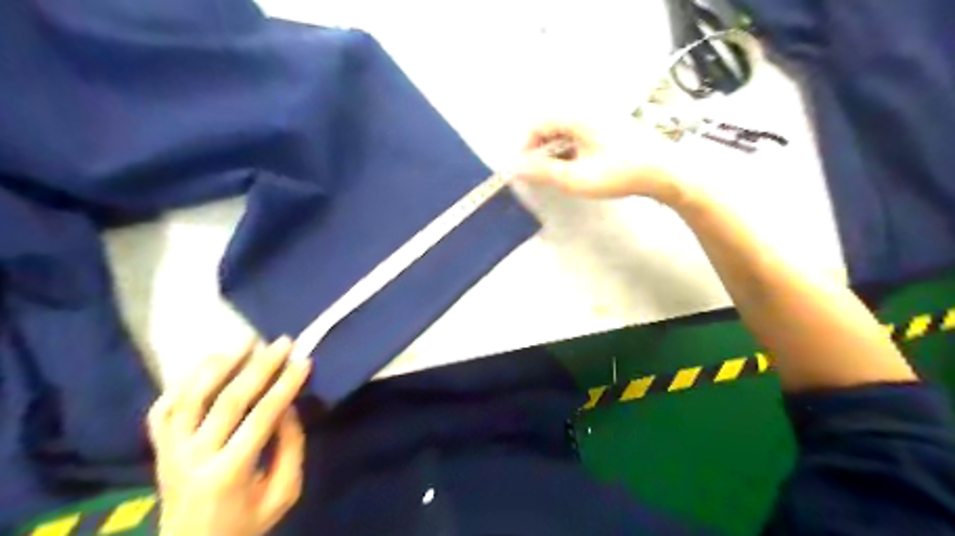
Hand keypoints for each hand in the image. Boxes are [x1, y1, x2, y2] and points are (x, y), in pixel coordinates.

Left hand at [148, 338, 313, 534]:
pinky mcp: (159, 450)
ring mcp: (170, 452)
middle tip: (282, 342)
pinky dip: (181, 383)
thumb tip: (288, 406)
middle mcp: (193, 457)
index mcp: (229, 472)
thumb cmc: (247, 523)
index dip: (286, 385)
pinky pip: (163, 410)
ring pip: (190, 398)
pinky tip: (206, 365)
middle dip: (260, 366)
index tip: (304, 361)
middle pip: (227, 400)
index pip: (262, 417)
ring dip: (219, 365)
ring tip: (244, 341)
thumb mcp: (283, 492)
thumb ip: (290, 447)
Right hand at [512, 119, 681, 199]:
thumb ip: (542, 172)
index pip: (537, 124)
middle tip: (539, 174)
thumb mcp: (576, 178)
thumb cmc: (619, 174)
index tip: (522, 170)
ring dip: (554, 151)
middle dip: (539, 150)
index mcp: (576, 115)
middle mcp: (586, 109)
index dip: (524, 147)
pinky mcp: (609, 125)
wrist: (665, 171)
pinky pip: (578, 133)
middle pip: (549, 125)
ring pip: (564, 130)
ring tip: (557, 174)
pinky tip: (576, 167)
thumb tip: (514, 167)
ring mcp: (599, 116)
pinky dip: (570, 149)